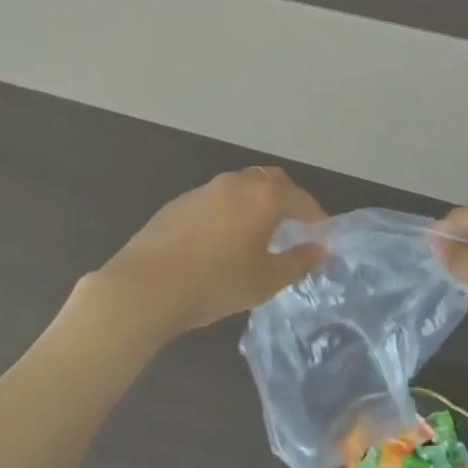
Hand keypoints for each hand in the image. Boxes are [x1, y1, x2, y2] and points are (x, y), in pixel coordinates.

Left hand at [73, 168, 326, 347]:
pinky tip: (222, 236)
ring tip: (258, 230)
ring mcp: (206, 189)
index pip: (301, 199)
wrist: (146, 286)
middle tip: (292, 224)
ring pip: (242, 185)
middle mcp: (237, 184)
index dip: (315, 215)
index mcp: (264, 198)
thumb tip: (319, 249)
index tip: (321, 232)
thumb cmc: (215, 284)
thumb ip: (298, 262)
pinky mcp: (181, 201)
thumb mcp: (265, 281)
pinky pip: (217, 197)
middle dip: (287, 198)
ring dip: (256, 200)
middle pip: (271, 180)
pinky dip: (230, 208)